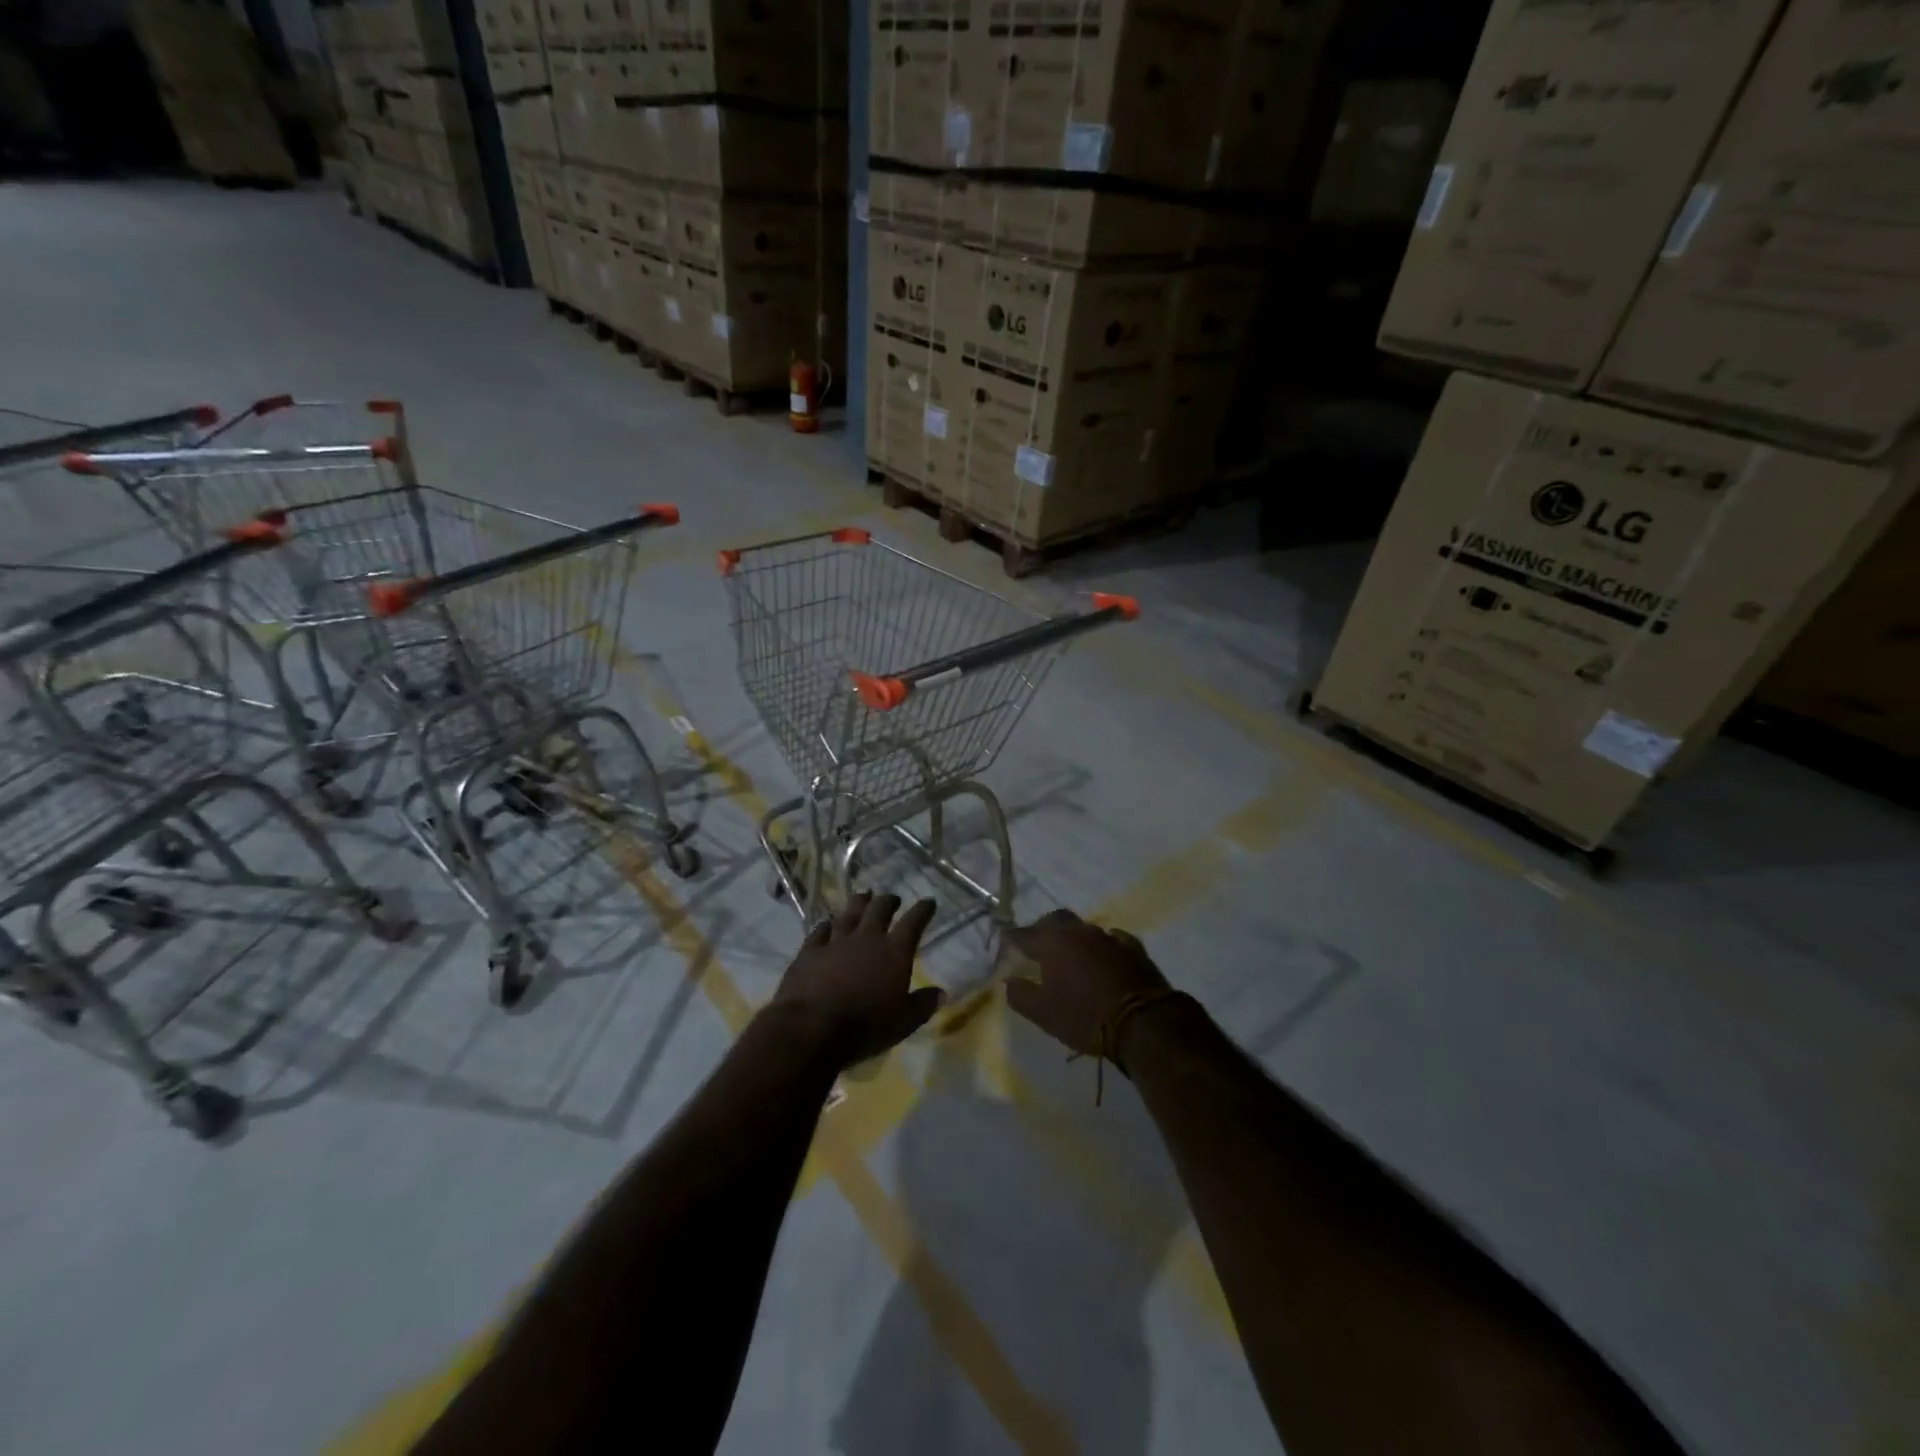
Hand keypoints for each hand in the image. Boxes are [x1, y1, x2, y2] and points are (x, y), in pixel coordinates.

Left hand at [773, 893, 943, 1067]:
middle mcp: (866, 938)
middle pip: (879, 910)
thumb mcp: (903, 1023)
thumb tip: (941, 993)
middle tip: (893, 898)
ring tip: (864, 896)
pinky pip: (820, 931)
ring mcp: (836, 942)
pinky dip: (826, 925)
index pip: (913, 923)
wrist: (811, 1027)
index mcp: (894, 952)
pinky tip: (827, 923)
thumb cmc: (865, 1026)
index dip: (922, 910)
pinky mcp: (810, 951)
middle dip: (889, 901)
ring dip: (859, 903)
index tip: (928, 902)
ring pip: (850, 913)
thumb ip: (922, 1005)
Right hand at [1003, 909, 1170, 1069]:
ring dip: (1073, 938)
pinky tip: (1102, 957)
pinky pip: (1111, 939)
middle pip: (1055, 920)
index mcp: (1052, 943)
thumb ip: (1020, 995)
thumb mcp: (1043, 1014)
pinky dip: (1101, 947)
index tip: (1004, 939)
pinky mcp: (1133, 948)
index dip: (1012, 938)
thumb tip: (1009, 981)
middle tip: (1036, 944)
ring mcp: (1108, 937)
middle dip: (1042, 928)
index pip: (1024, 934)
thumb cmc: (1083, 1016)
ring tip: (1069, 954)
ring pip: (1083, 928)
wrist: (1142, 1021)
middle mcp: (1079, 932)